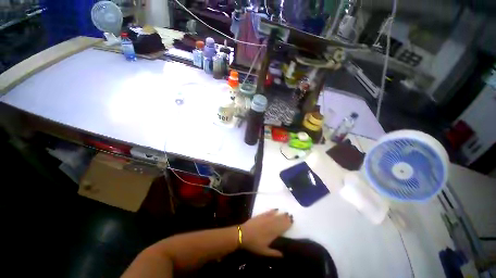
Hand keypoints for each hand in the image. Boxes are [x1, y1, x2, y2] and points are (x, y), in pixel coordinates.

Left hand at [240, 209, 292, 256]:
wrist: (243, 234)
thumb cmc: (254, 244)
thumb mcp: (264, 252)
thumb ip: (274, 253)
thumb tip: (283, 255)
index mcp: (272, 234)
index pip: (282, 228)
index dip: (287, 224)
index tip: (292, 221)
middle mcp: (270, 225)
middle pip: (280, 221)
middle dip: (285, 218)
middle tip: (290, 216)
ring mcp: (265, 219)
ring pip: (275, 216)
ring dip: (281, 214)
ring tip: (286, 213)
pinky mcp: (261, 215)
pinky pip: (268, 212)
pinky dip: (273, 211)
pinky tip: (276, 209)